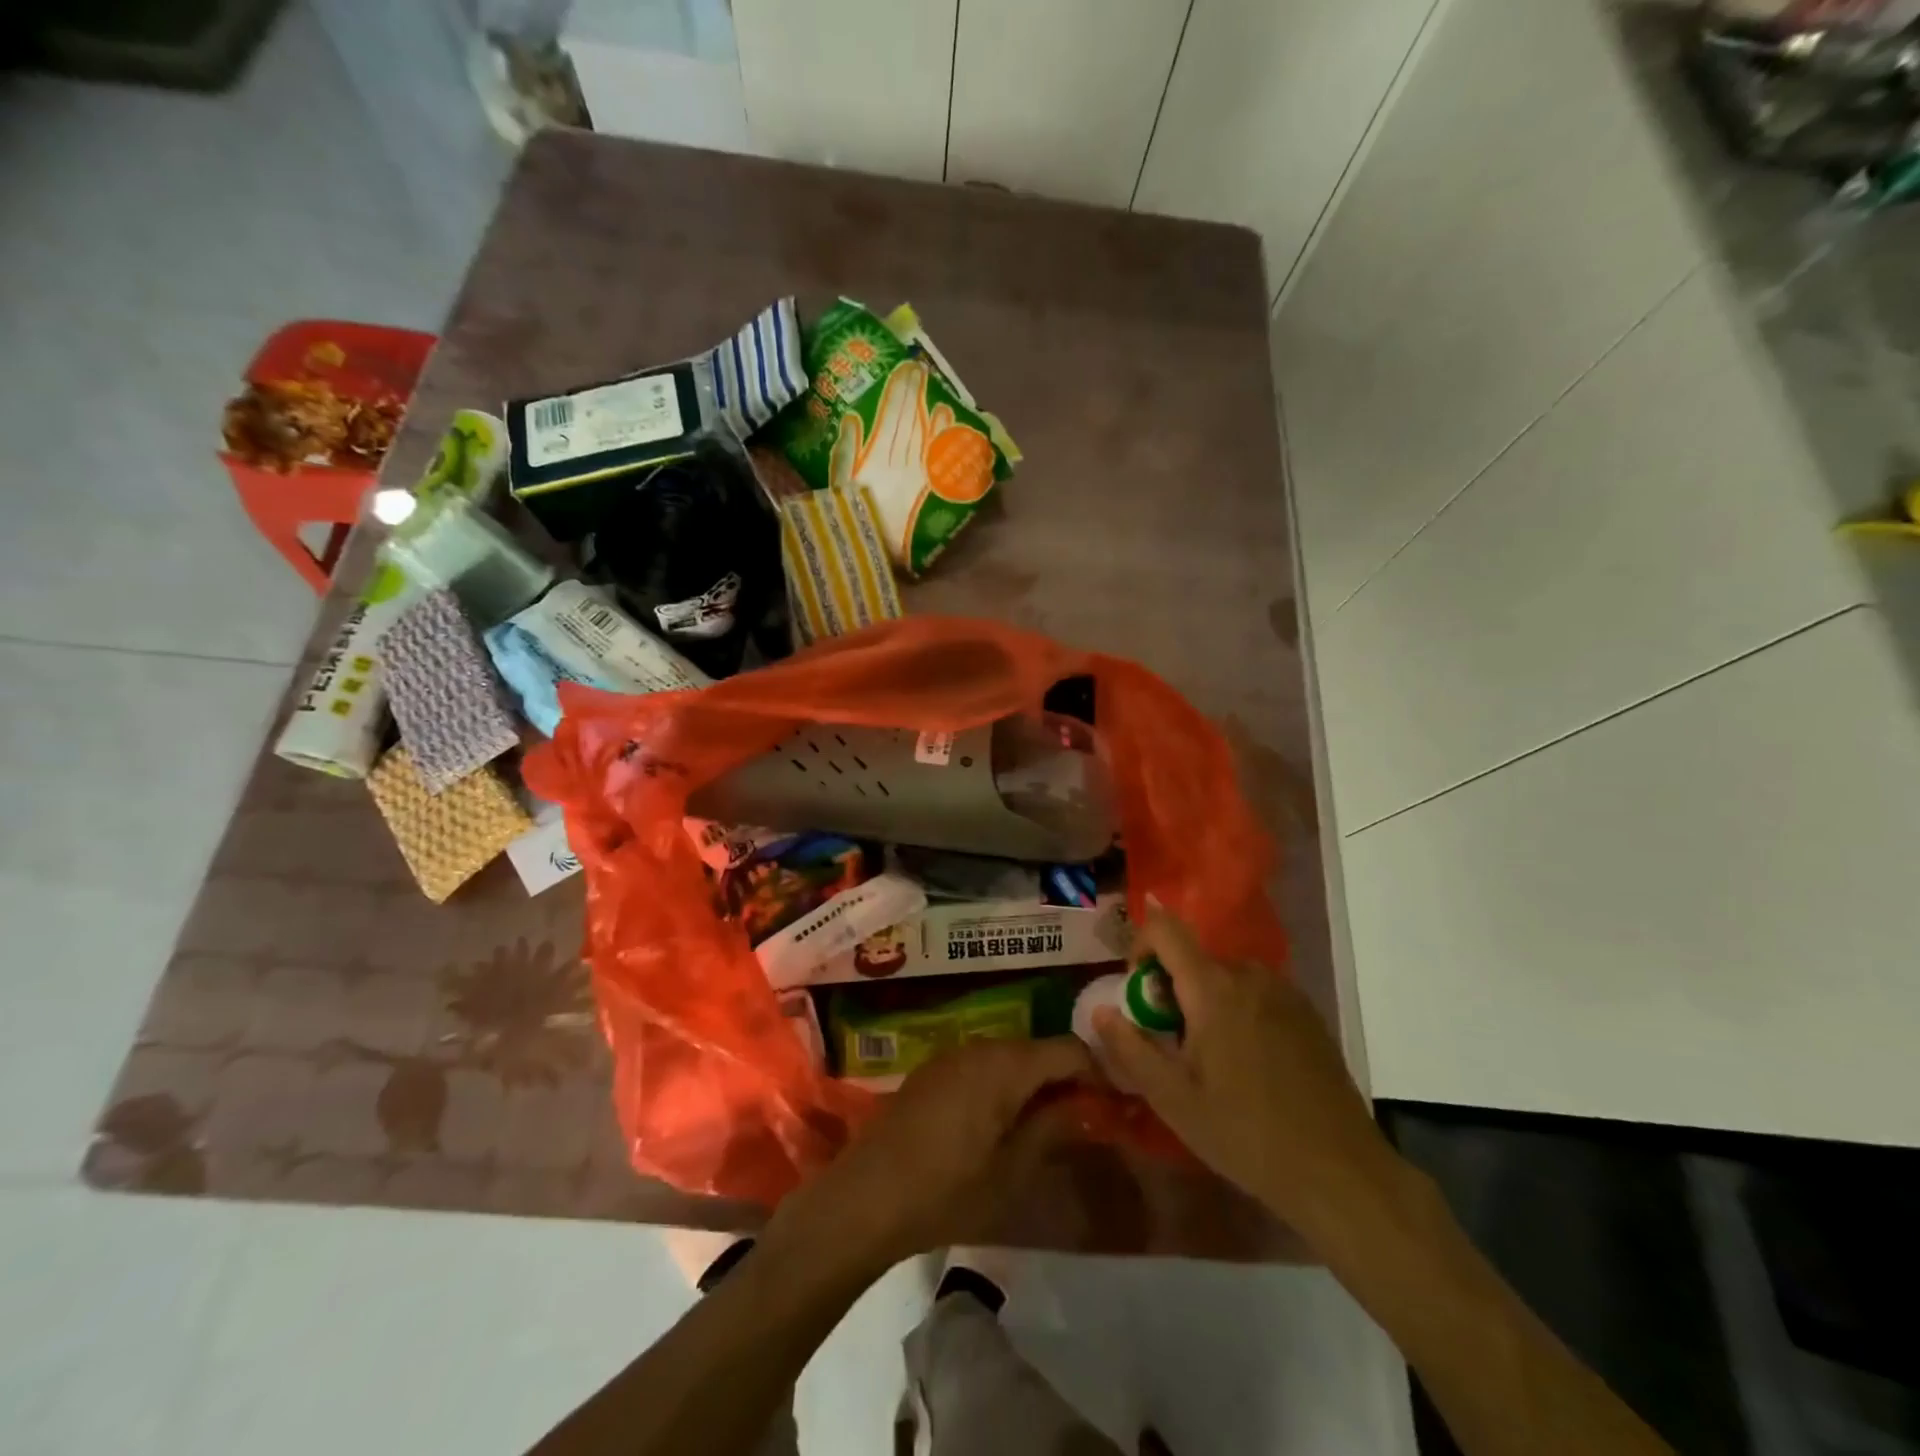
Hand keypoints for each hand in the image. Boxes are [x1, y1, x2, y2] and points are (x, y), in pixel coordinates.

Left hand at [772, 1037, 1093, 1271]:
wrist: (865, 1197)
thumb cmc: (946, 1190)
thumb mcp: (1011, 1170)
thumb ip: (1052, 1128)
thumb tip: (1085, 1104)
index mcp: (1005, 1064)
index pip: (1068, 1048)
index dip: (1097, 1072)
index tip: (1114, 1105)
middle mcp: (980, 1046)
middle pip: (1038, 1049)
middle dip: (1065, 1078)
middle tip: (1086, 1119)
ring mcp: (952, 1055)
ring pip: (1010, 1057)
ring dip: (1034, 1082)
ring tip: (1049, 1124)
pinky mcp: (933, 1070)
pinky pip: (982, 1065)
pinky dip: (1004, 1084)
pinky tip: (1003, 1122)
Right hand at [1092, 908, 1405, 1247]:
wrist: (1340, 1172)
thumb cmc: (1246, 1134)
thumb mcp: (1173, 1099)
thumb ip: (1130, 1048)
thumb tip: (1100, 1010)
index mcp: (1213, 988)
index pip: (1165, 929)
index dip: (1140, 944)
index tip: (1137, 992)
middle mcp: (1249, 975)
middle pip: (1194, 956)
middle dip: (1170, 987)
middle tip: (1170, 1041)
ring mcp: (1284, 991)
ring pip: (1225, 975)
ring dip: (1203, 999)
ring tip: (1208, 1057)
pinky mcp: (1307, 1012)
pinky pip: (1255, 992)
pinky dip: (1236, 1009)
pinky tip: (1247, 1064)